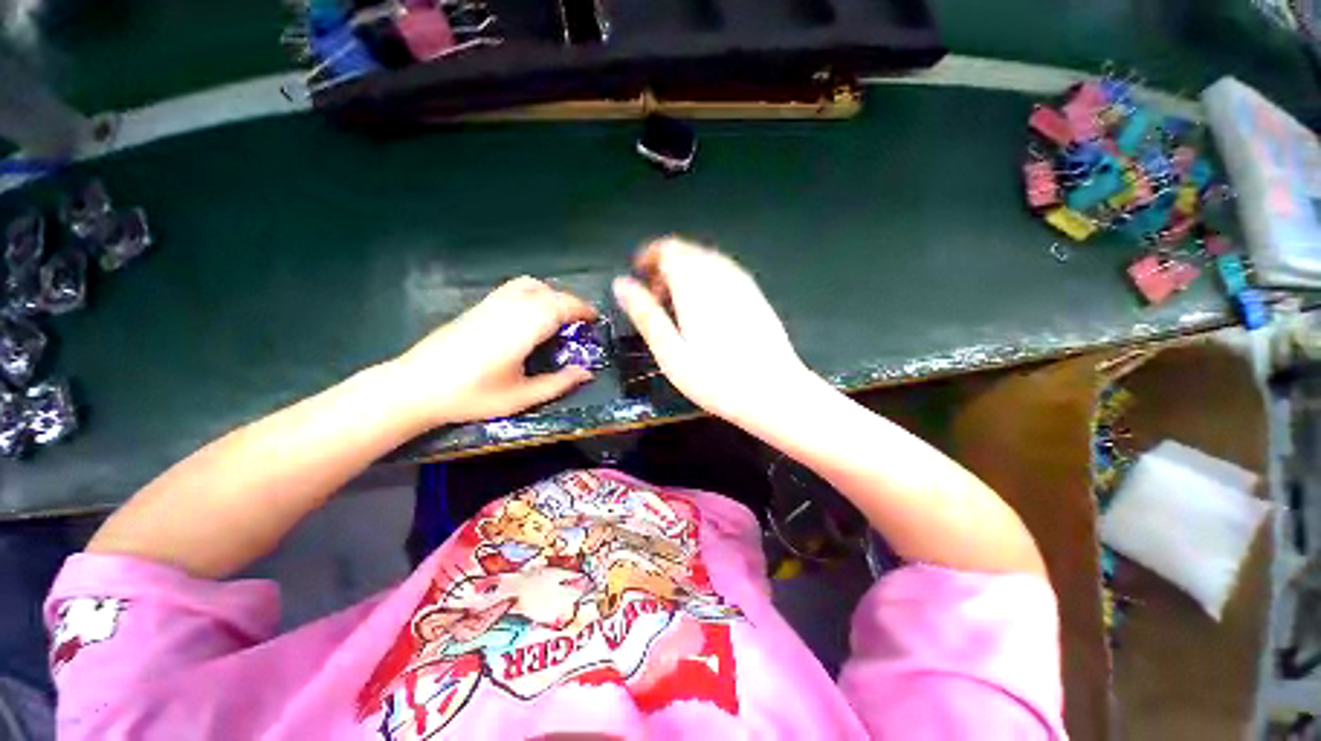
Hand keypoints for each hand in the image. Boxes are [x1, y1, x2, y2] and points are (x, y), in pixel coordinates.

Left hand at [390, 276, 596, 425]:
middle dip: (571, 303)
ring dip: (552, 294)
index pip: (561, 306)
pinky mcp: (478, 306)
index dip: (582, 309)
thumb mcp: (521, 397)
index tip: (596, 319)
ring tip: (559, 315)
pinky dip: (533, 293)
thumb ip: (558, 383)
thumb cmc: (471, 395)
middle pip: (549, 293)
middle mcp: (509, 308)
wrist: (415, 387)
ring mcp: (491, 303)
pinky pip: (514, 288)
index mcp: (523, 328)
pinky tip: (531, 314)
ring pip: (531, 285)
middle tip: (582, 323)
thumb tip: (587, 373)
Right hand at [612, 237, 814, 427]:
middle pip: (687, 252)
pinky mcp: (755, 294)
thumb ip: (645, 313)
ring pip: (706, 261)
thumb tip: (620, 283)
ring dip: (686, 275)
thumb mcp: (669, 350)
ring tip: (677, 309)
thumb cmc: (715, 378)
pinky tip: (705, 312)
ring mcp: (742, 282)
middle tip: (655, 300)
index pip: (668, 248)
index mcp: (695, 283)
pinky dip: (705, 282)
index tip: (638, 278)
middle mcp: (720, 273)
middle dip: (665, 268)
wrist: (774, 392)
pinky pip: (723, 273)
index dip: (648, 257)